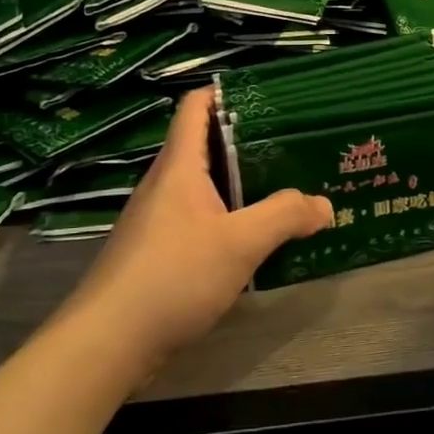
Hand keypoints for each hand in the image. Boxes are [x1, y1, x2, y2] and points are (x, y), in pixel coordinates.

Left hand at [62, 87, 331, 371]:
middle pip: (206, 144)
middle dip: (250, 142)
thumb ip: (285, 216)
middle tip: (295, 146)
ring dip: (243, 184)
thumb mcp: (240, 243)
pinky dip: (230, 218)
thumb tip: (324, 204)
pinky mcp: (159, 251)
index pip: (196, 105)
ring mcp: (158, 218)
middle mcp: (165, 183)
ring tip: (287, 189)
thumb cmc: (173, 275)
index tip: (271, 97)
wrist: (108, 341)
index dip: (227, 92)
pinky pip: (201, 218)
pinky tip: (257, 238)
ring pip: (206, 185)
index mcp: (179, 165)